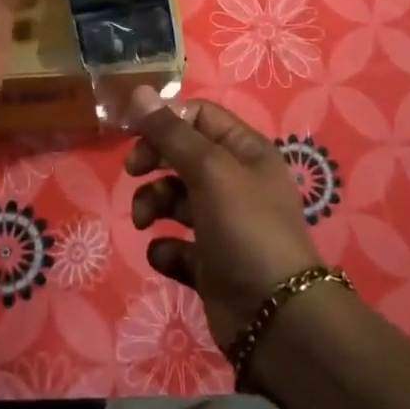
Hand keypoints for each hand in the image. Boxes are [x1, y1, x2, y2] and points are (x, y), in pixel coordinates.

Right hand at [124, 87, 323, 349]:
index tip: (135, 134)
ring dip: (153, 203)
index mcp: (245, 151)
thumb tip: (138, 91)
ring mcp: (223, 224)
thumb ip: (170, 133)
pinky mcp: (210, 263)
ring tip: (144, 221)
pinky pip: (177, 245)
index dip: (167, 120)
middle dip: (154, 161)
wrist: (275, 317)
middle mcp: (235, 182)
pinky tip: (166, 254)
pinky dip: (165, 248)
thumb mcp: (209, 170)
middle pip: (182, 155)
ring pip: (174, 198)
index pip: (199, 116)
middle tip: (134, 172)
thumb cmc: (246, 228)